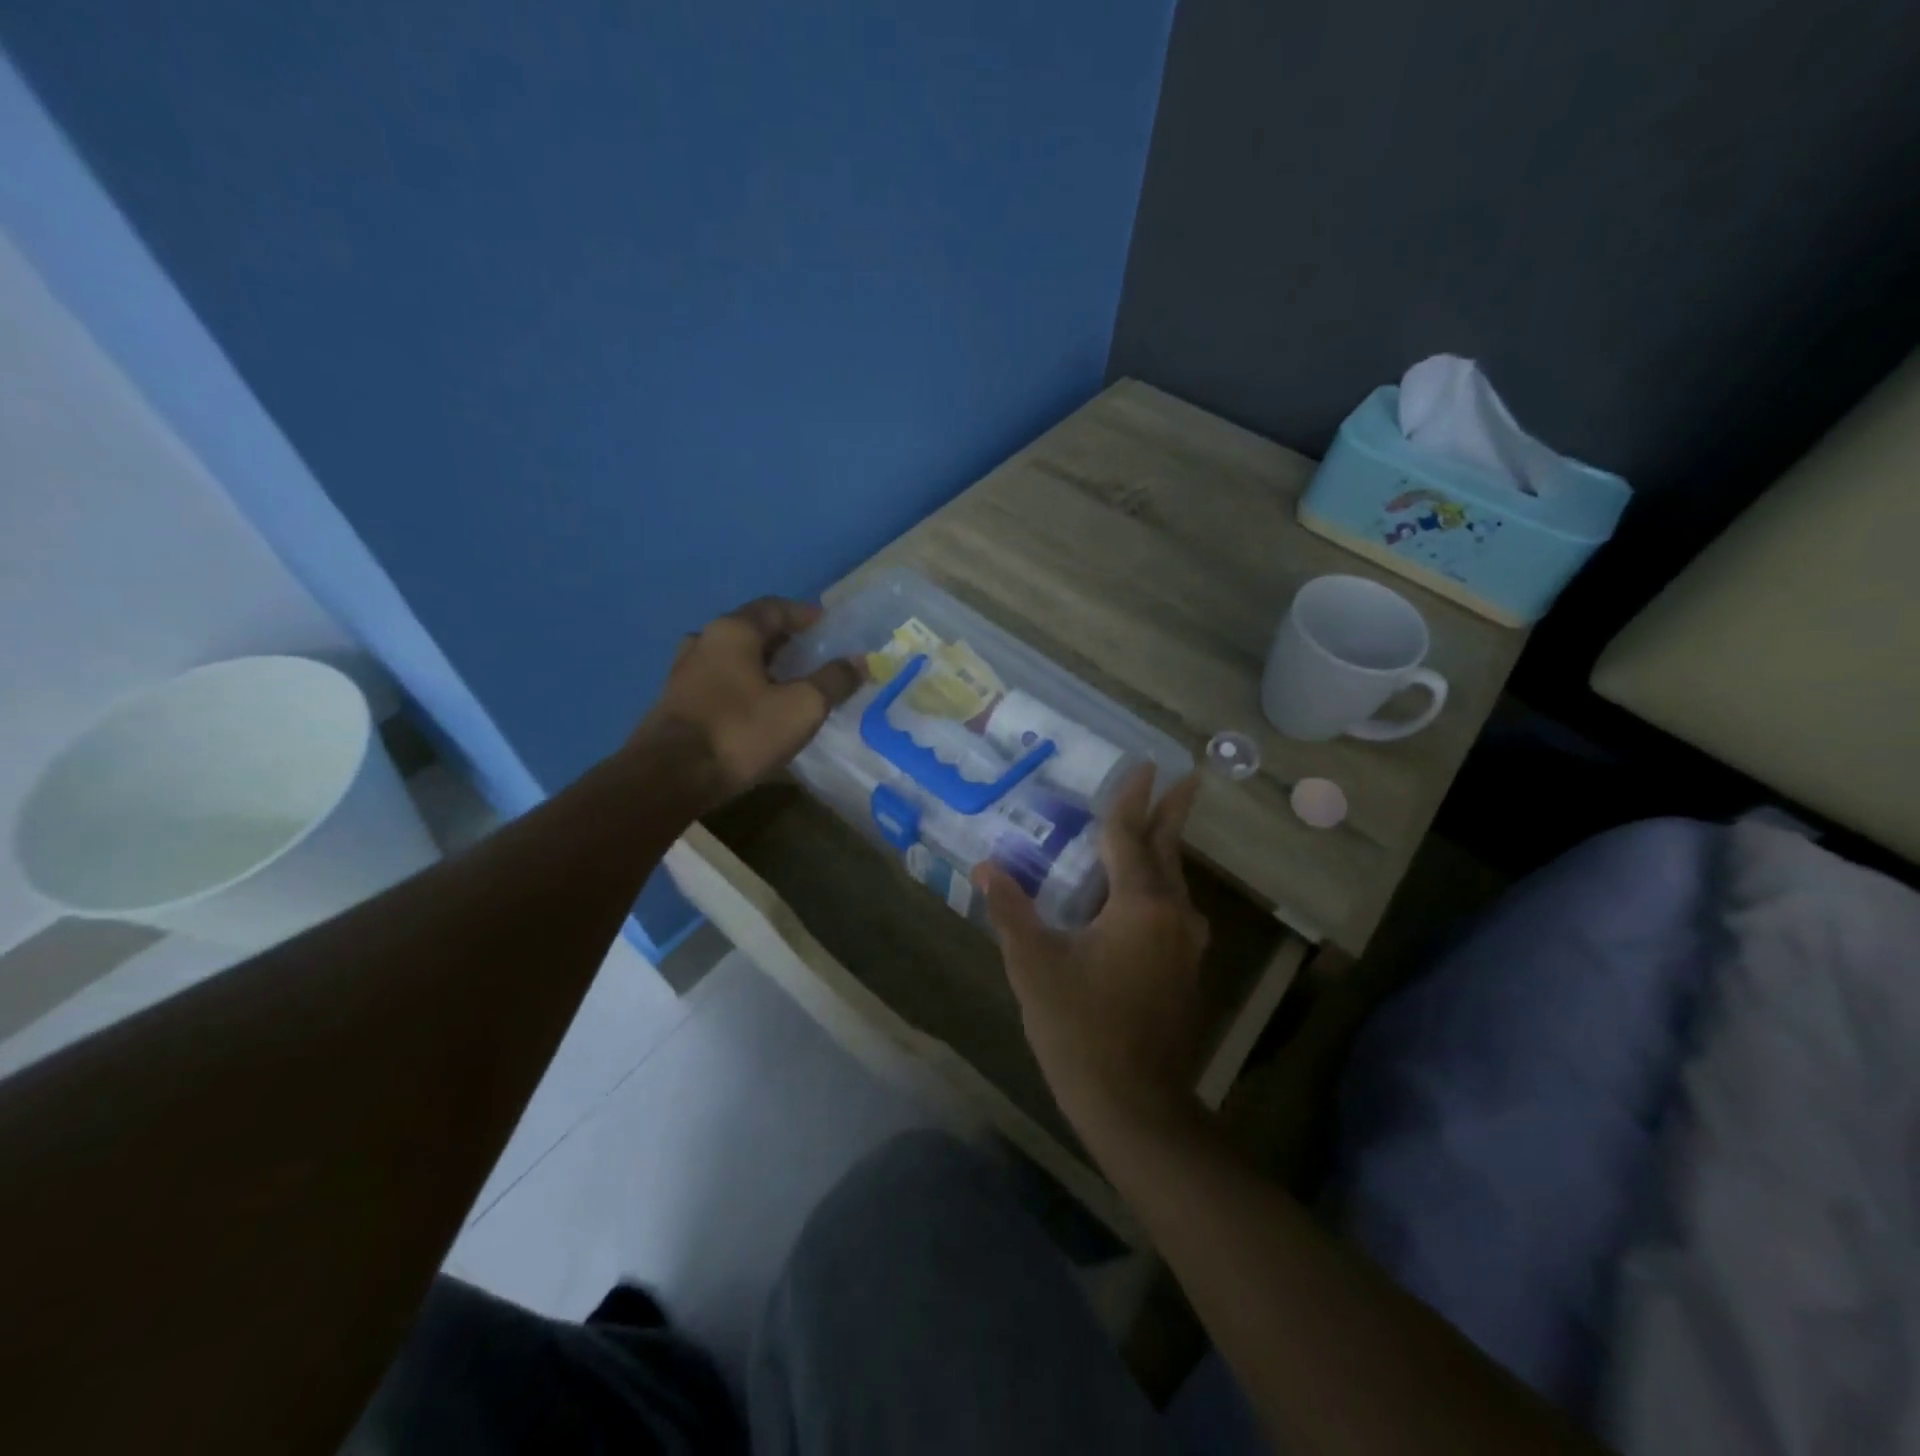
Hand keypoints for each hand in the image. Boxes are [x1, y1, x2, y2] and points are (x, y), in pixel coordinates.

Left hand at [636, 597, 861, 805]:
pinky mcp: (675, 702)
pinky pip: (718, 682)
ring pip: (731, 657)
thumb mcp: (801, 707)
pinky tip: (756, 708)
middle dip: (783, 640)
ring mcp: (683, 671)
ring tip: (786, 683)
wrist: (670, 777)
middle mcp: (704, 640)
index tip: (827, 627)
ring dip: (760, 664)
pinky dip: (741, 685)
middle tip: (811, 656)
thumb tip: (860, 661)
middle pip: (751, 630)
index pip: (775, 607)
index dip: (804, 615)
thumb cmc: (741, 731)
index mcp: (733, 631)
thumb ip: (833, 681)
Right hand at [973, 767, 1207, 1138]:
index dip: (1131, 800)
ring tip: (1157, 824)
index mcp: (1140, 905)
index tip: (1144, 765)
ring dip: (1165, 849)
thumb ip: (1011, 910)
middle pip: (1168, 851)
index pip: (1130, 837)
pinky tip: (1141, 892)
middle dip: (1173, 812)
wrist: (1135, 1104)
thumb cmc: (1080, 1028)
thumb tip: (986, 866)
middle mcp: (1173, 915)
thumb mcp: (1034, 965)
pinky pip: (1172, 909)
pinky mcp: (1185, 970)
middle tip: (1186, 776)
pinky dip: (1158, 885)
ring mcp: (1186, 945)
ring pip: (1174, 882)